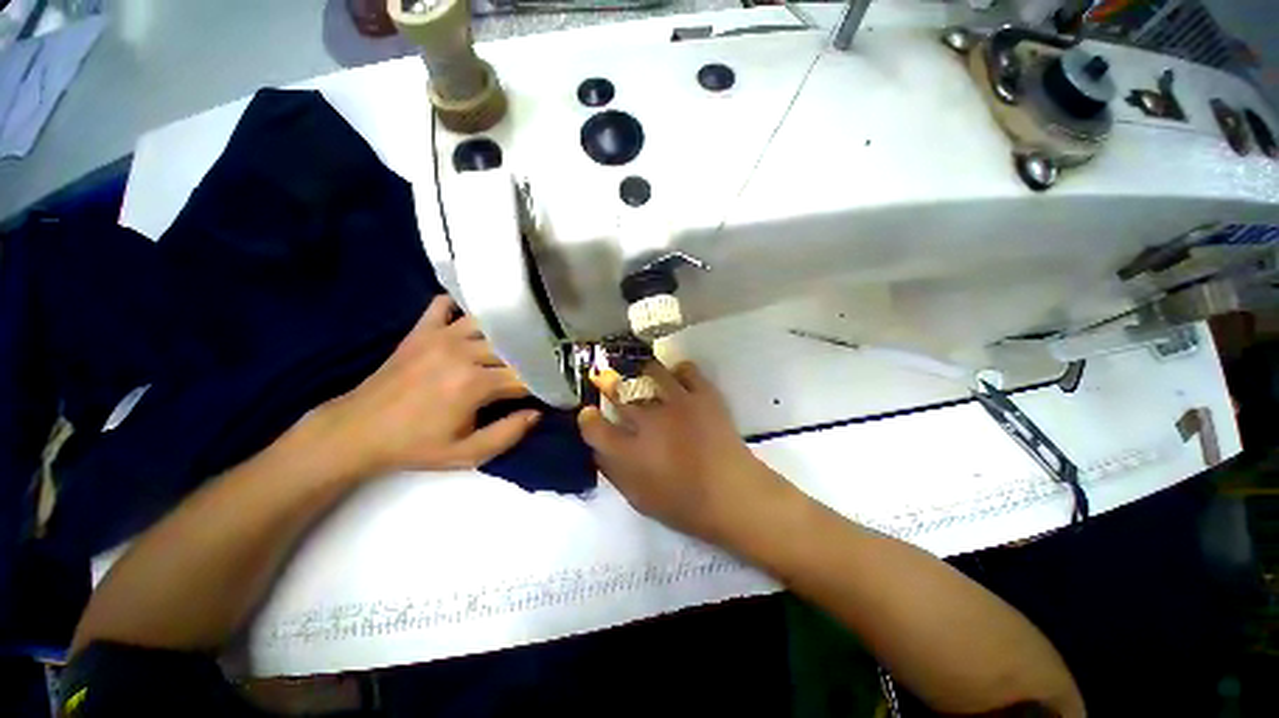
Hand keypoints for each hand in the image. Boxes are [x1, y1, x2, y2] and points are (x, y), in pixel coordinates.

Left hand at [312, 296, 538, 475]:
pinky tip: (471, 321)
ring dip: (505, 332)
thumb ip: (508, 435)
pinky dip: (461, 307)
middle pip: (512, 346)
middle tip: (538, 366)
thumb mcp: (467, 455)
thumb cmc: (416, 446)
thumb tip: (536, 413)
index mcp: (475, 384)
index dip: (542, 383)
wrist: (357, 431)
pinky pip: (445, 304)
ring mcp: (440, 336)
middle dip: (530, 357)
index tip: (550, 389)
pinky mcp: (421, 330)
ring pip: (488, 322)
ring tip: (515, 342)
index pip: (524, 377)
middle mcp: (462, 352)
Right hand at [577, 361, 786, 541]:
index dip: (588, 418)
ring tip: (642, 377)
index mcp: (631, 451)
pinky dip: (678, 370)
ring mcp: (678, 403)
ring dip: (641, 373)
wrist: (734, 495)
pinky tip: (677, 378)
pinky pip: (686, 369)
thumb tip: (599, 450)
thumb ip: (614, 472)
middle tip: (604, 376)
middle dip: (606, 381)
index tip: (589, 413)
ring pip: (650, 372)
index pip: (595, 427)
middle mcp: (649, 421)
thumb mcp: (640, 499)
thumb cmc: (685, 506)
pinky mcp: (703, 395)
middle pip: (618, 391)